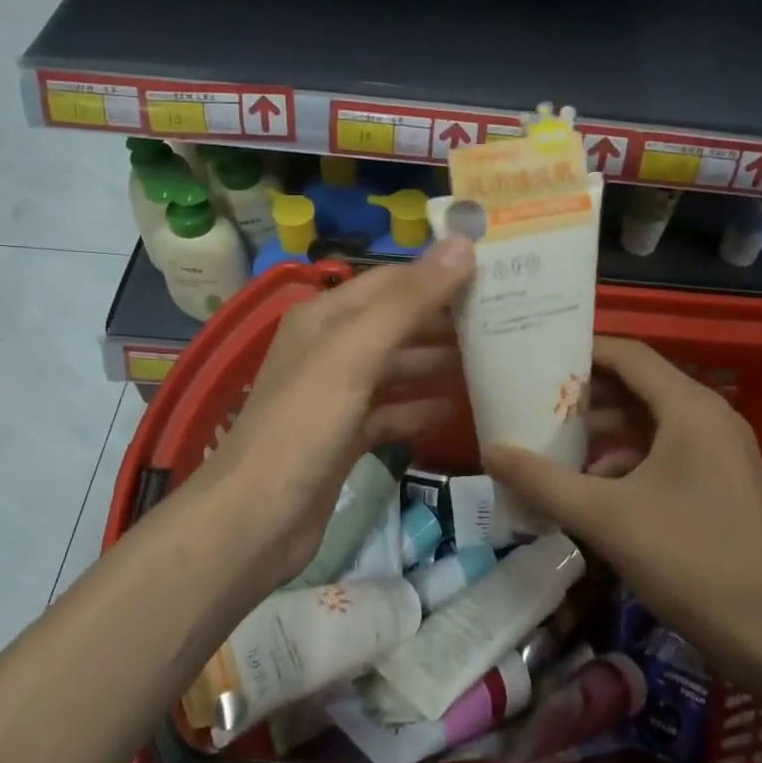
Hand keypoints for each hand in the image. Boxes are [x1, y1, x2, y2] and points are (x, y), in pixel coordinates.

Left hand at [190, 240, 475, 590]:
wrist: (255, 520)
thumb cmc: (304, 424)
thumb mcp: (356, 352)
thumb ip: (409, 300)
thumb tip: (462, 242)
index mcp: (326, 317)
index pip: (392, 281)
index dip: (439, 274)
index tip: (495, 276)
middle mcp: (330, 348)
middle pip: (397, 322)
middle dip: (445, 321)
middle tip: (506, 321)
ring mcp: (336, 395)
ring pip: (396, 367)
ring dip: (438, 363)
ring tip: (493, 360)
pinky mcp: (344, 437)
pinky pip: (391, 411)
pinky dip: (421, 408)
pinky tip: (458, 410)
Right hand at [486, 337, 761, 685]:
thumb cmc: (692, 561)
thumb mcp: (606, 519)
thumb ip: (544, 482)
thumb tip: (489, 452)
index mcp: (690, 407)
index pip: (629, 355)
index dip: (582, 352)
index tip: (536, 360)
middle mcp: (709, 418)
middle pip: (638, 387)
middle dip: (586, 397)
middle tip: (534, 405)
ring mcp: (720, 452)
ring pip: (651, 424)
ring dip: (604, 433)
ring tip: (553, 448)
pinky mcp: (721, 485)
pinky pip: (666, 453)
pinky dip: (628, 461)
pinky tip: (593, 489)